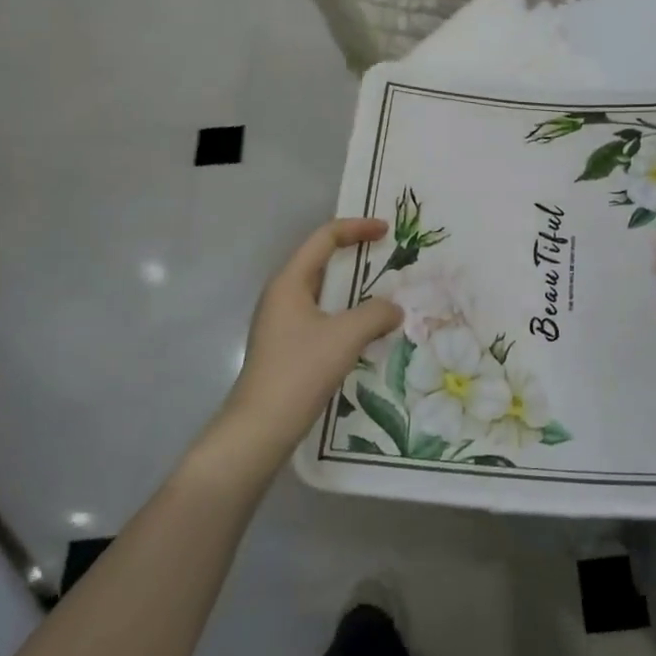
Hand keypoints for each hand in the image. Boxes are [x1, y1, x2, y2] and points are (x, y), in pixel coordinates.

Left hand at [215, 219, 403, 460]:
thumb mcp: (346, 336)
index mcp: (290, 282)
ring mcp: (282, 322)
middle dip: (355, 254)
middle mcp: (282, 295)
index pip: (324, 239)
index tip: (386, 231)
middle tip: (387, 256)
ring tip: (383, 292)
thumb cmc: (300, 370)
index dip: (356, 228)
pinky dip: (346, 313)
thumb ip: (376, 313)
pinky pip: (321, 315)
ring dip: (352, 288)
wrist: (261, 427)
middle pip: (320, 260)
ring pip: (322, 291)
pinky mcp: (287, 346)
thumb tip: (394, 308)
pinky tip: (365, 331)